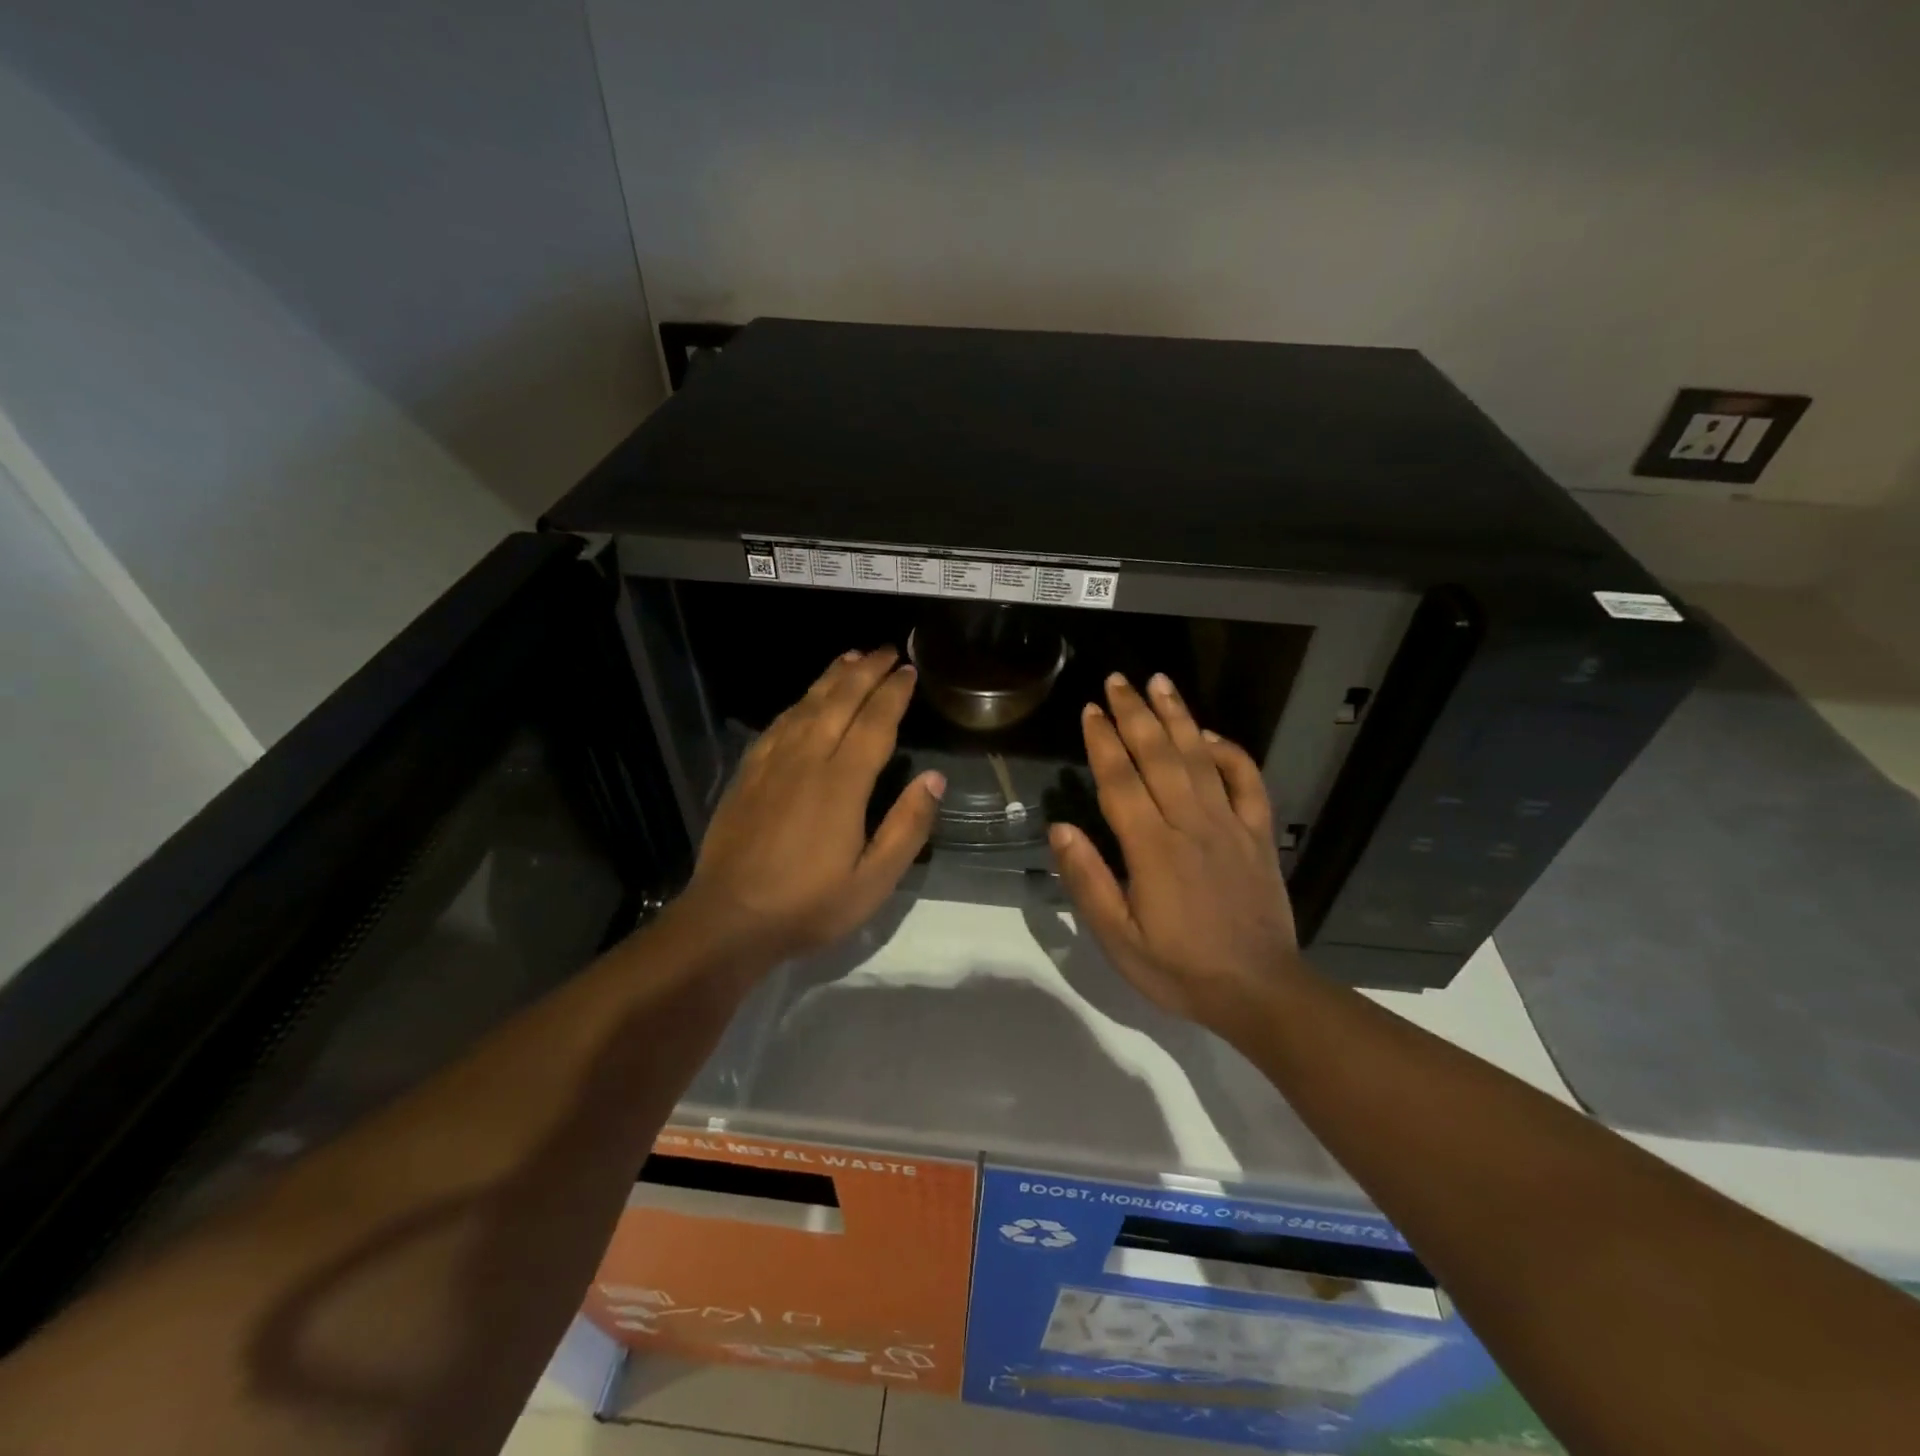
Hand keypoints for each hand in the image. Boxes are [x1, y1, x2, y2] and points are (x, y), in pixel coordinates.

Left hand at [677, 647, 944, 962]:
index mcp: (842, 783)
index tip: (909, 671)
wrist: (728, 919)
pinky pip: (778, 724)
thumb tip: (934, 778)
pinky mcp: (748, 773)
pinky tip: (805, 699)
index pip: (875, 723)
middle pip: (840, 701)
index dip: (894, 693)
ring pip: (806, 705)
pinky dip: (798, 702)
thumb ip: (907, 827)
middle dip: (866, 671)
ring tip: (852, 657)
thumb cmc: (808, 905)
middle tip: (888, 650)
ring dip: (832, 678)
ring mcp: (772, 763)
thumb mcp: (873, 881)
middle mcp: (807, 760)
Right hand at [1049, 672, 1299, 1030]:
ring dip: (1178, 717)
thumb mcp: (1118, 938)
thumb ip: (1088, 881)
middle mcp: (1190, 824)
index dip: (1103, 742)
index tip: (1090, 710)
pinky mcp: (1258, 835)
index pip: (1120, 781)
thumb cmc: (1179, 969)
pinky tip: (1212, 735)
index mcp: (1151, 849)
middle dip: (1135, 713)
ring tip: (1160, 683)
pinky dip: (1231, 753)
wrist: (1258, 991)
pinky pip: (1248, 782)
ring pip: (1201, 758)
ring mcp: (1230, 825)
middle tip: (1118, 680)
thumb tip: (1060, 829)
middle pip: (1159, 756)